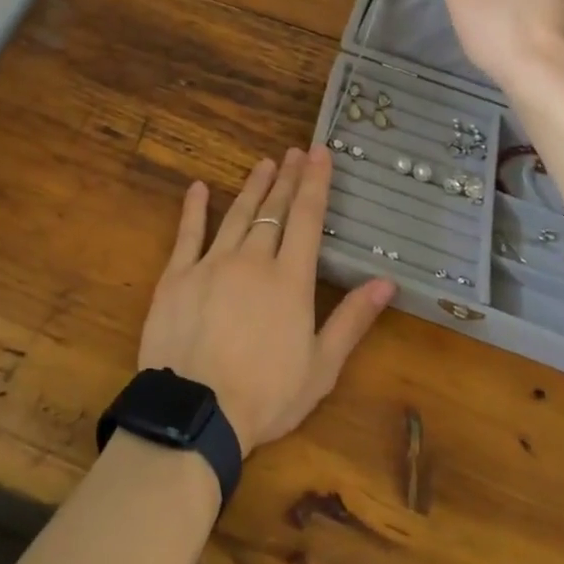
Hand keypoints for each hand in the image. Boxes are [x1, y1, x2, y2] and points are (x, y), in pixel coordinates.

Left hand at [140, 148, 394, 455]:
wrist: (197, 411)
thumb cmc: (266, 396)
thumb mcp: (321, 367)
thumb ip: (352, 320)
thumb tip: (386, 281)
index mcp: (290, 280)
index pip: (307, 219)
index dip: (315, 183)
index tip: (319, 153)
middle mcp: (253, 260)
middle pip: (274, 210)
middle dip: (287, 178)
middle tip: (294, 152)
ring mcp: (212, 263)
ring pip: (237, 215)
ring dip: (252, 187)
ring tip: (264, 163)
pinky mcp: (177, 275)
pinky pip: (188, 233)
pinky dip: (194, 209)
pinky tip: (198, 188)